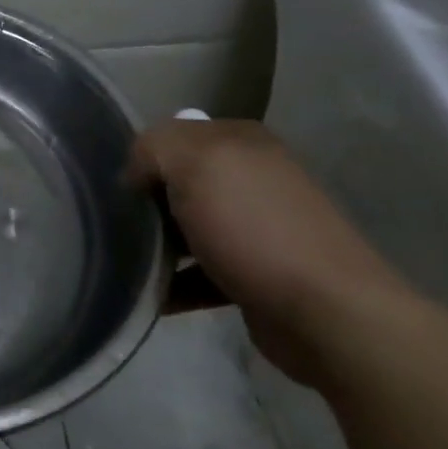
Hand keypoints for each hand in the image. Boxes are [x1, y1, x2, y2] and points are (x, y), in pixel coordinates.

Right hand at [129, 119, 408, 385]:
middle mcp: (254, 177)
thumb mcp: (194, 163)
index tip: (121, 190)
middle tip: (120, 225)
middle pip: (180, 182)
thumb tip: (136, 172)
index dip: (143, 158)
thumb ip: (153, 147)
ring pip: (189, 227)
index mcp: (242, 142)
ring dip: (159, 245)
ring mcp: (260, 227)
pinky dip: (177, 283)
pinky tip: (153, 295)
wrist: (327, 314)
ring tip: (129, 262)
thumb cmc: (254, 228)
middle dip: (148, 202)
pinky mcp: (259, 274)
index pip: (173, 135)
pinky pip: (202, 272)